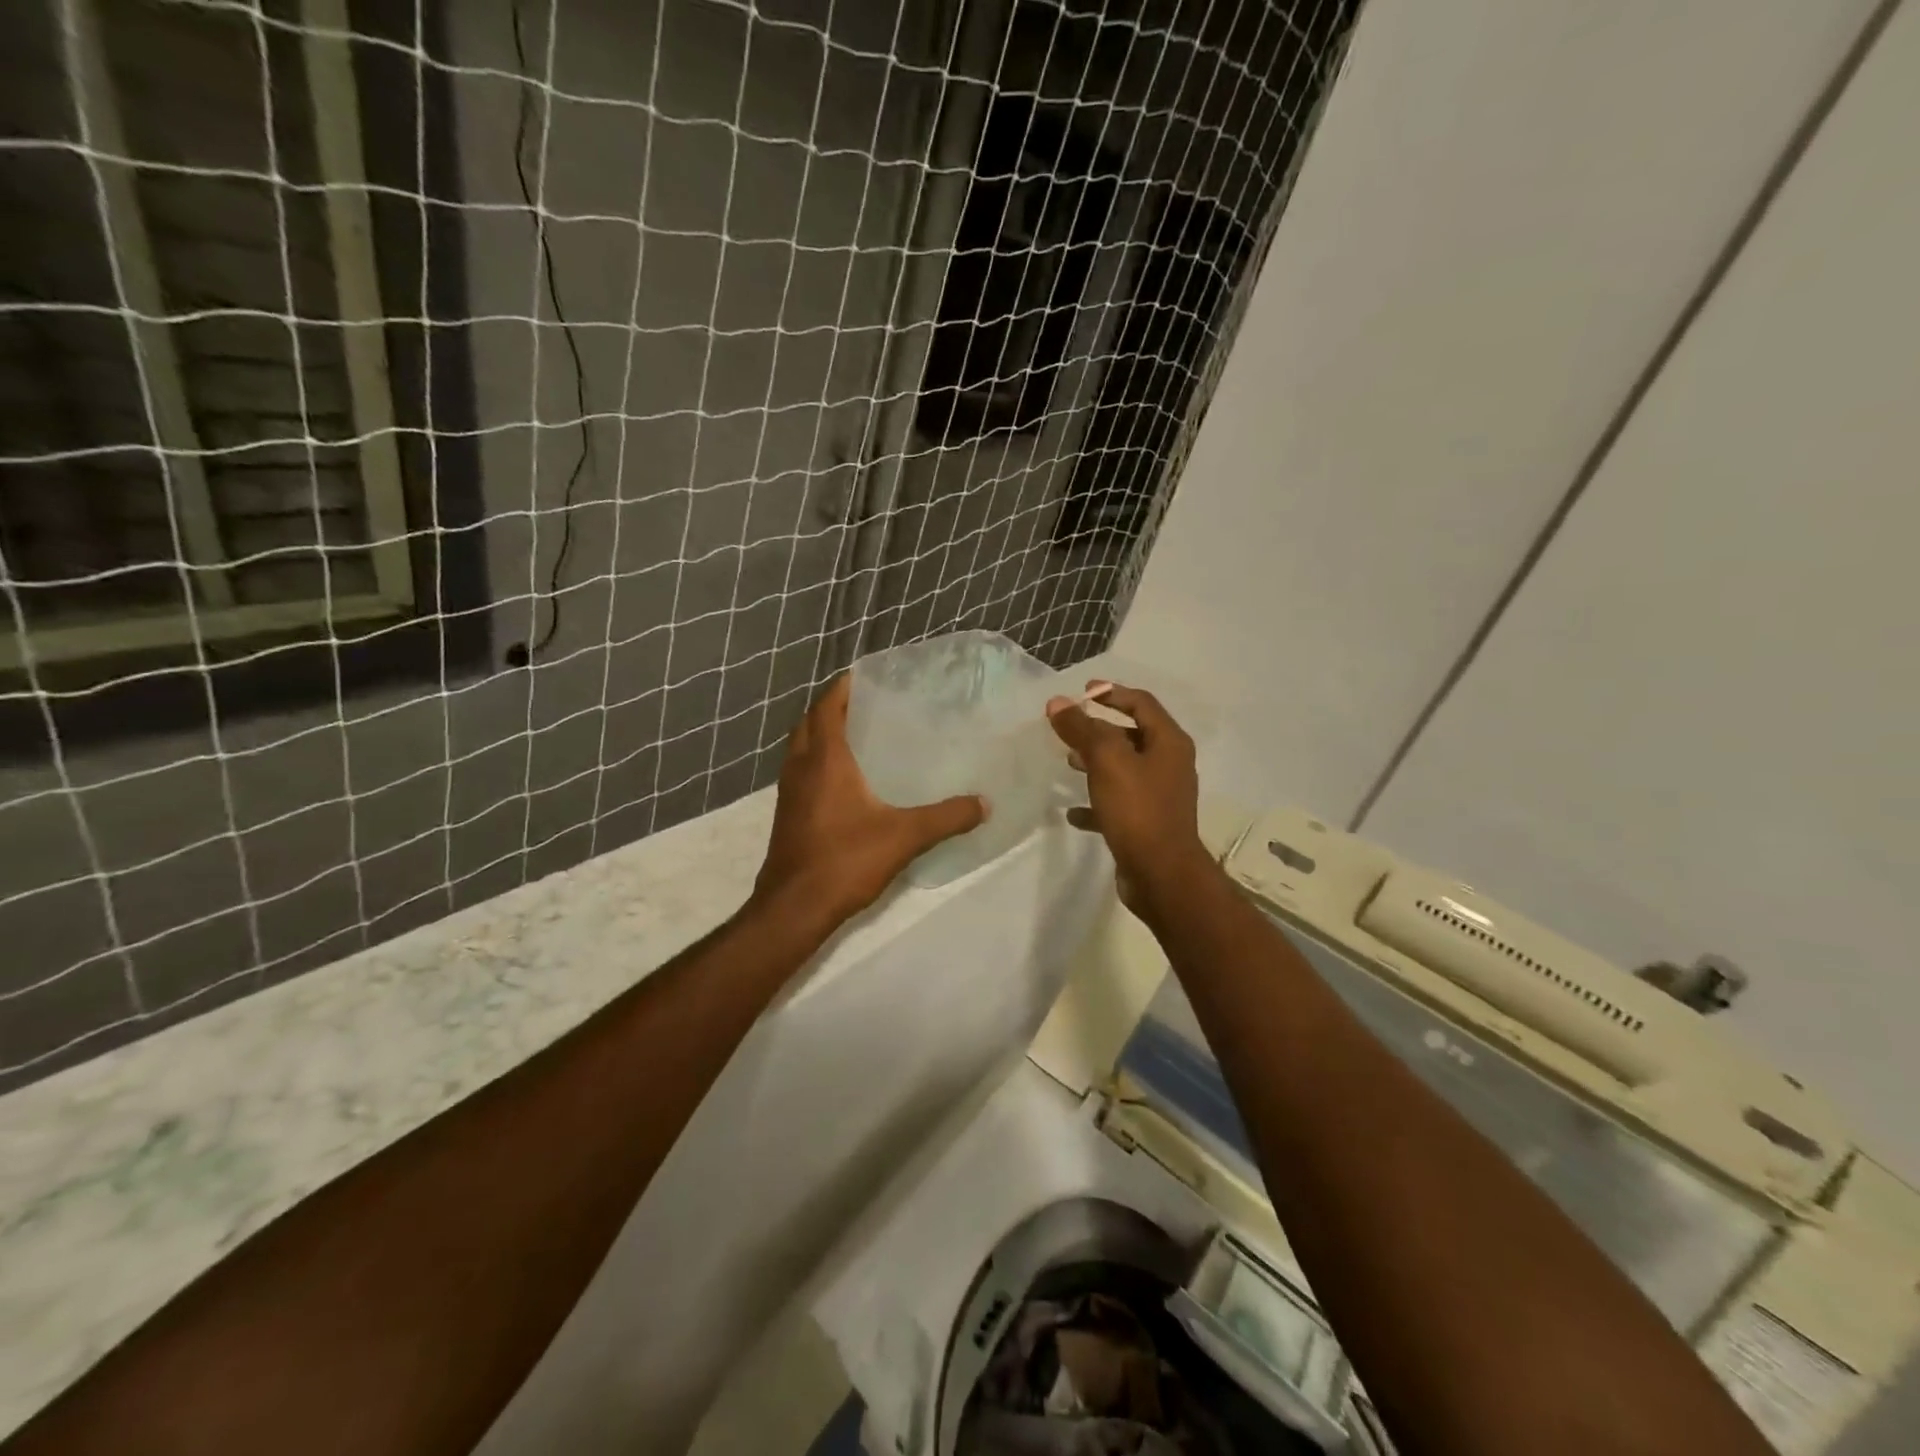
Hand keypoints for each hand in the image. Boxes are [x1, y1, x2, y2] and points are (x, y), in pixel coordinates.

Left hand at [752, 674, 987, 927]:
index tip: (866, 675)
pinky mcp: (788, 813)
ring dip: (821, 733)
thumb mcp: (905, 836)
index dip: (843, 687)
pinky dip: (817, 761)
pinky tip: (846, 780)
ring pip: (801, 747)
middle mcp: (801, 767)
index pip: (828, 707)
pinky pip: (801, 771)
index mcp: (824, 759)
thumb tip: (985, 804)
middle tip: (867, 703)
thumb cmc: (846, 860)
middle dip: (833, 707)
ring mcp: (789, 792)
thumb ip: (947, 817)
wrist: (794, 907)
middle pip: (810, 722)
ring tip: (858, 734)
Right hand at [1046, 681, 1212, 914]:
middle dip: (1099, 729)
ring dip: (1096, 763)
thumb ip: (1082, 729)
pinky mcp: (1148, 824)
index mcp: (1168, 742)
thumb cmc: (1138, 809)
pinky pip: (1118, 804)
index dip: (1112, 693)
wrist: (1161, 874)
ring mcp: (1160, 796)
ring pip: (1124, 769)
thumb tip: (1058, 703)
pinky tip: (1072, 812)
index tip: (1083, 691)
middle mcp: (1169, 765)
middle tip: (1069, 729)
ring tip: (1068, 763)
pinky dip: (1096, 802)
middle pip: (1132, 735)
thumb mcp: (1106, 761)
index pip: (1141, 703)